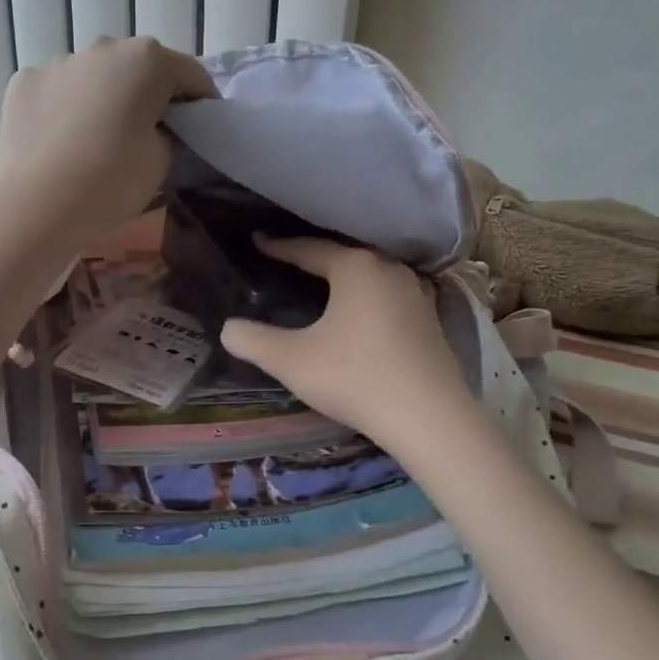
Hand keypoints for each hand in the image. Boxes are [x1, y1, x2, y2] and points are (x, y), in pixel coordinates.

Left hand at [0, 37, 216, 248]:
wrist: (38, 204)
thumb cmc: (113, 180)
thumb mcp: (163, 161)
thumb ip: (167, 133)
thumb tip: (152, 128)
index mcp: (148, 60)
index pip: (190, 75)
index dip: (200, 103)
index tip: (199, 130)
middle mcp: (103, 48)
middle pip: (138, 68)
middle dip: (148, 95)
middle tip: (149, 134)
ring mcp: (58, 62)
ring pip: (94, 77)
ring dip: (103, 99)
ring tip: (98, 141)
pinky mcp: (24, 82)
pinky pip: (57, 92)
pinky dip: (64, 109)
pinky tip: (62, 144)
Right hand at [220, 239, 471, 447]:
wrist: (428, 418)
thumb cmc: (355, 377)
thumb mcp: (292, 360)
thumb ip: (253, 341)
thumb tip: (227, 329)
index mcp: (356, 267)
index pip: (309, 249)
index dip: (279, 247)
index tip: (258, 241)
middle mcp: (389, 270)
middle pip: (343, 257)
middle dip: (314, 258)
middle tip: (287, 260)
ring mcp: (416, 293)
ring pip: (370, 276)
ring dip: (345, 278)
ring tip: (322, 284)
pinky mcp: (431, 319)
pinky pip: (388, 296)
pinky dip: (367, 298)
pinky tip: (360, 313)